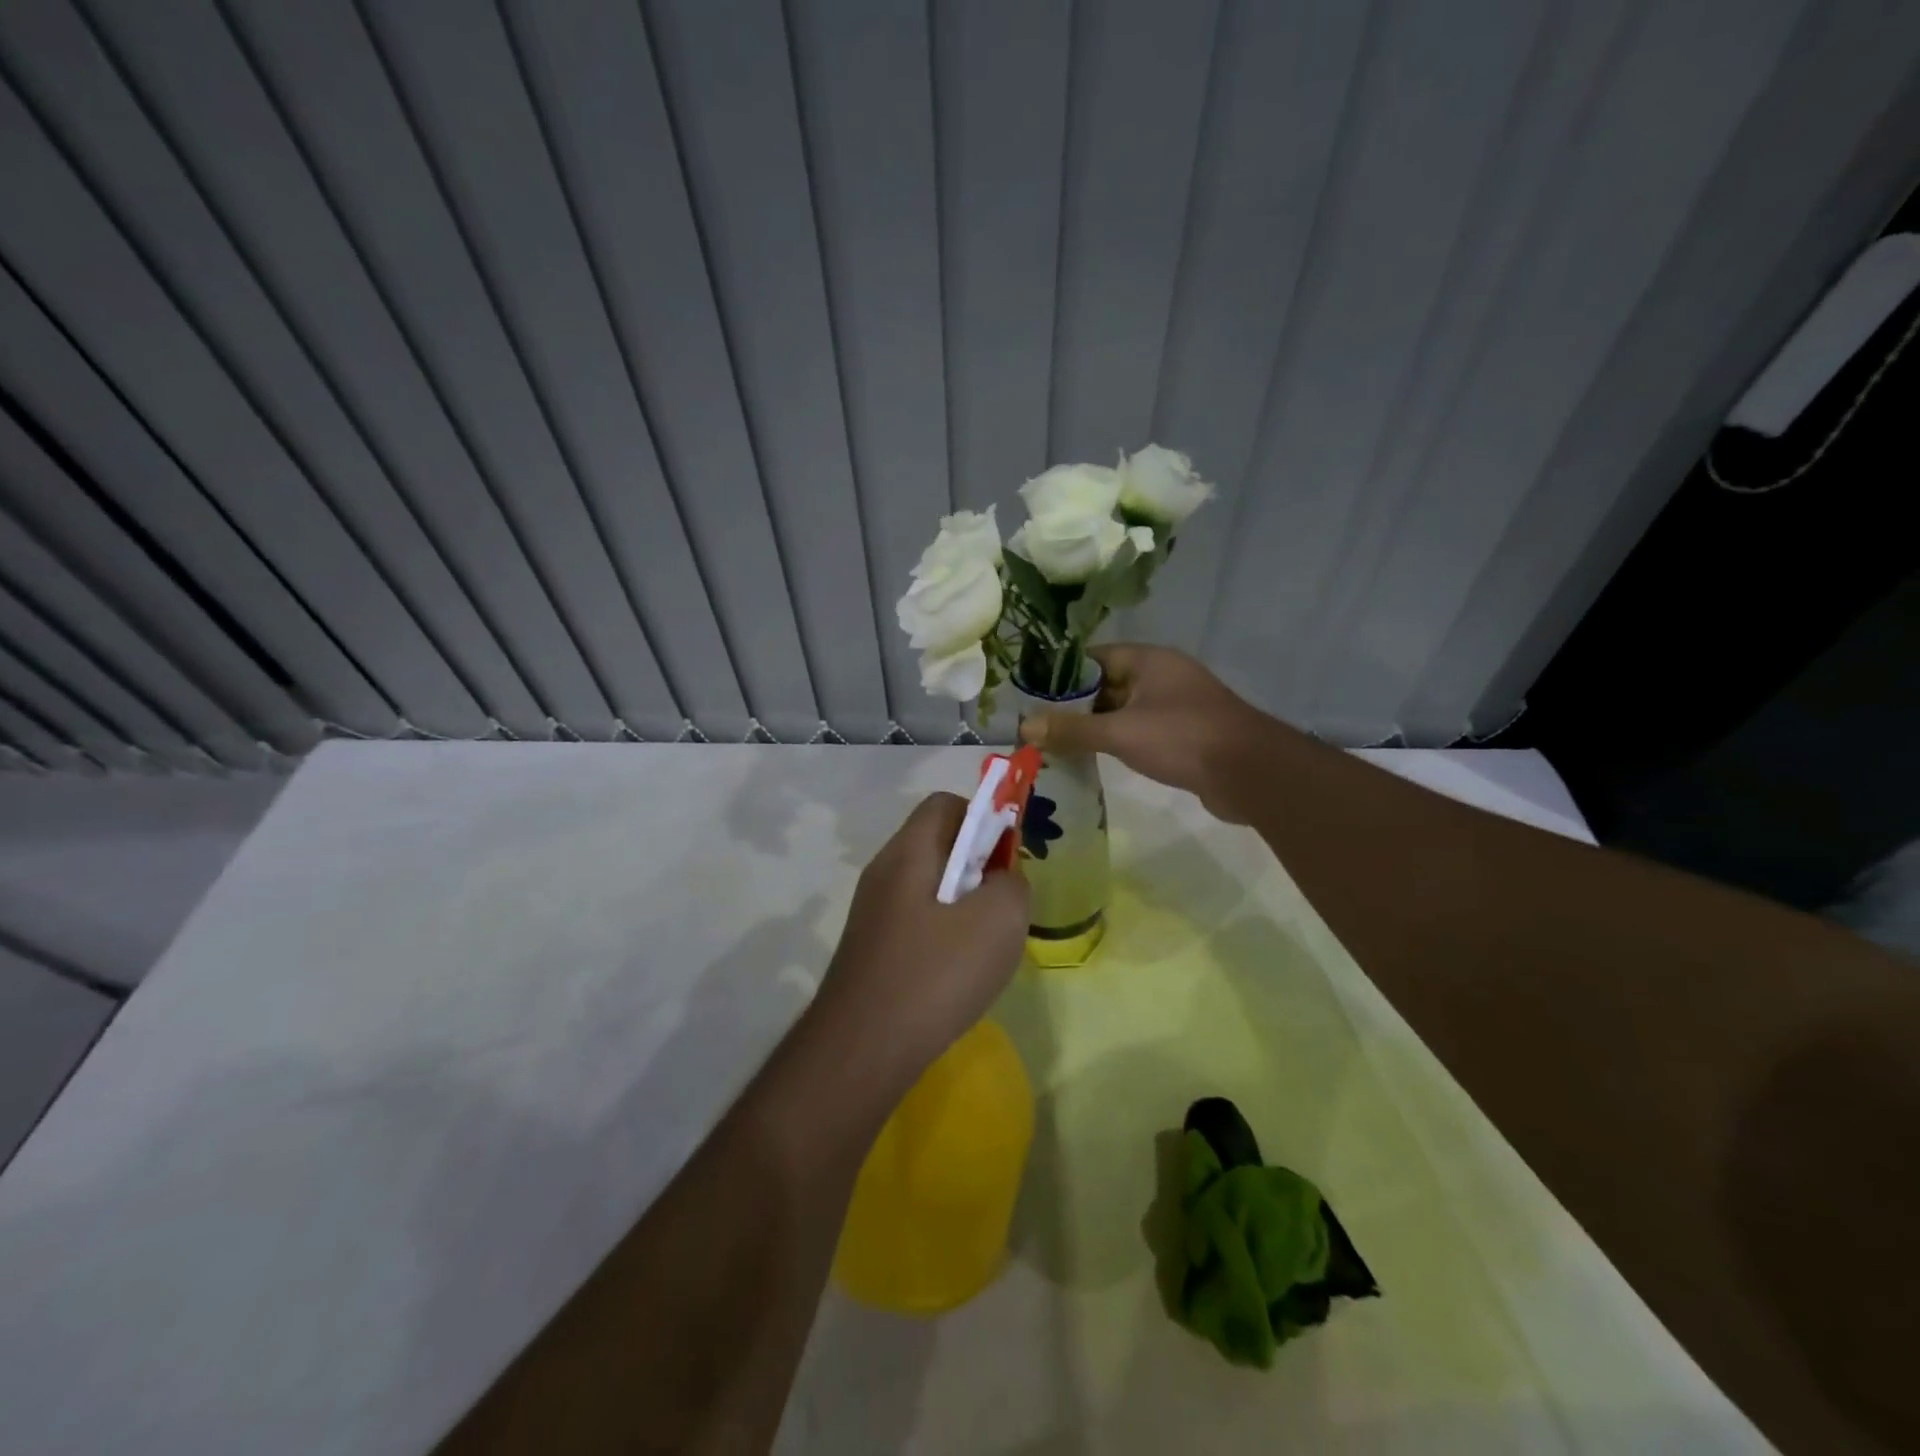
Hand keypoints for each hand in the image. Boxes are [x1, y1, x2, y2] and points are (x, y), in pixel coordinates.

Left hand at [815, 794, 1029, 1084]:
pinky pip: (917, 921)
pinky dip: (944, 934)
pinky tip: (957, 973)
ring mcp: (872, 912)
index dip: (984, 817)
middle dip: (978, 866)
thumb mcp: (999, 921)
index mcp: (908, 852)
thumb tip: (1003, 880)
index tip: (1007, 858)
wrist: (862, 1049)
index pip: (945, 803)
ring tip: (985, 943)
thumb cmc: (935, 974)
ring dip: (964, 903)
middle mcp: (884, 872)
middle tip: (1003, 904)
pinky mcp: (871, 948)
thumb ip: (1013, 884)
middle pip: (938, 844)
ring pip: (930, 886)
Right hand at [1018, 644, 1269, 822]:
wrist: (1250, 774)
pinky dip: (1117, 741)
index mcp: (1148, 660)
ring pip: (1123, 710)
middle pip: (1106, 684)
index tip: (1031, 694)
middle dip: (1074, 704)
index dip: (1061, 674)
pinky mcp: (1184, 734)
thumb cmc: (1182, 738)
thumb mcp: (1120, 732)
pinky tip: (1093, 757)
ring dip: (1094, 725)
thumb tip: (1024, 727)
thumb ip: (1072, 729)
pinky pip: (1140, 731)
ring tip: (1055, 742)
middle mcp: (1162, 676)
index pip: (1093, 657)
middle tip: (1037, 724)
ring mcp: (1175, 706)